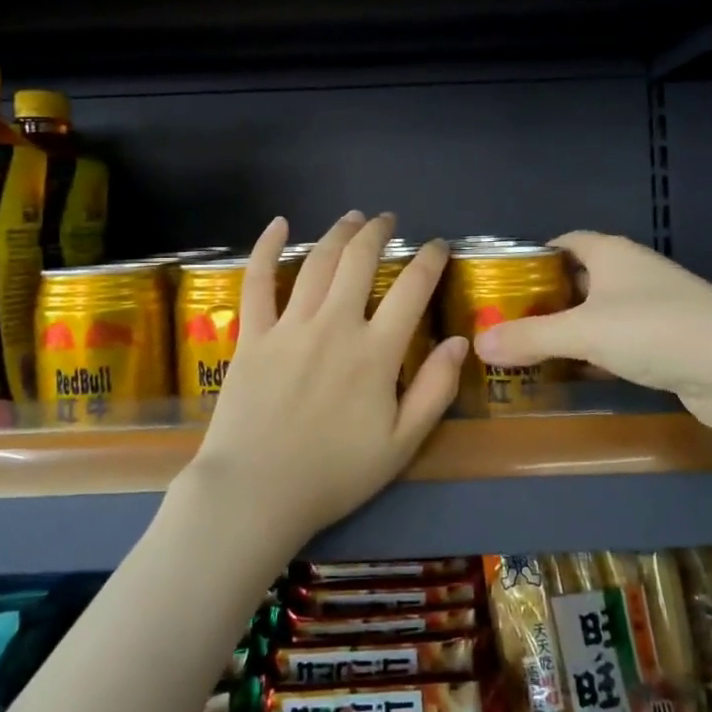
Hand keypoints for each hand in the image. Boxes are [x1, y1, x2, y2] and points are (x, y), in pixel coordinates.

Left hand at [180, 211, 467, 551]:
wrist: (256, 492)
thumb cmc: (334, 474)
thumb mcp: (402, 445)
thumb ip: (435, 390)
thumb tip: (459, 341)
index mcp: (376, 352)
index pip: (411, 289)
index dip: (429, 260)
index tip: (438, 246)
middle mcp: (335, 325)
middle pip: (360, 261)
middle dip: (378, 233)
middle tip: (388, 220)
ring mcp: (289, 326)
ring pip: (317, 263)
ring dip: (338, 234)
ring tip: (352, 218)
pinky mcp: (253, 335)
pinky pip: (258, 281)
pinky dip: (267, 248)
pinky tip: (279, 224)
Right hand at [472, 231, 711, 434]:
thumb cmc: (655, 330)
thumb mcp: (583, 332)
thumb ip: (529, 337)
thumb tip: (478, 343)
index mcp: (612, 253)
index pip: (564, 242)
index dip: (533, 258)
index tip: (503, 283)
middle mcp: (633, 273)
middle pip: (578, 279)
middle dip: (545, 299)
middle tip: (507, 321)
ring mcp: (653, 308)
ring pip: (598, 313)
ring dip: (569, 330)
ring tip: (530, 349)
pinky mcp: (667, 342)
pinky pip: (618, 341)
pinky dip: (594, 353)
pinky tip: (573, 374)